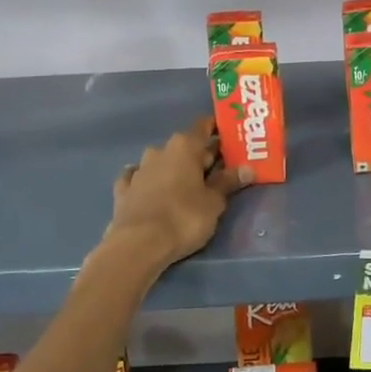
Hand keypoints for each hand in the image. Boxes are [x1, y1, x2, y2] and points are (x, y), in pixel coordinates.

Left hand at [106, 117, 249, 267]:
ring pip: (161, 161)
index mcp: (184, 146)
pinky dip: (148, 180)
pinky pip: (138, 177)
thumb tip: (247, 168)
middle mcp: (160, 150)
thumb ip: (228, 182)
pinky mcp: (123, 189)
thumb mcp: (214, 202)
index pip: (204, 126)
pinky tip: (149, 187)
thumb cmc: (183, 218)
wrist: (138, 244)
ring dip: (173, 168)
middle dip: (200, 155)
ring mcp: (139, 169)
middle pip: (185, 146)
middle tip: (217, 170)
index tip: (230, 137)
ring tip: (186, 184)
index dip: (217, 129)